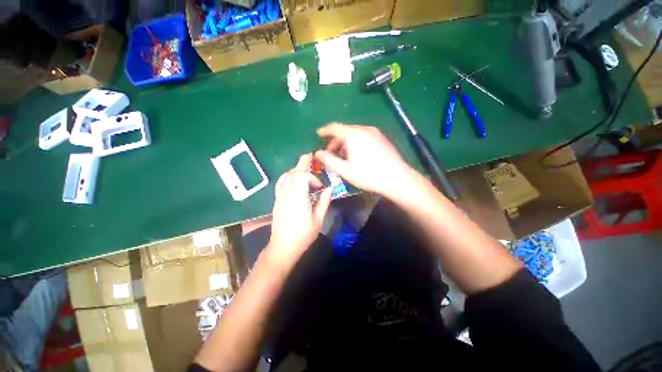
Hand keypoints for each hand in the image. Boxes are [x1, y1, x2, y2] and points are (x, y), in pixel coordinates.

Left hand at [267, 154, 332, 266]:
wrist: (282, 247)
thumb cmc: (303, 236)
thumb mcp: (318, 220)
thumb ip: (324, 202)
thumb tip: (330, 188)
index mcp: (299, 198)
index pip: (302, 176)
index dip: (313, 177)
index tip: (320, 187)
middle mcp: (287, 194)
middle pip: (294, 172)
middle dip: (305, 166)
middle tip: (314, 167)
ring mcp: (280, 196)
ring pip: (287, 175)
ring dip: (297, 172)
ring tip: (306, 177)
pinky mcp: (276, 200)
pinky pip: (281, 182)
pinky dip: (289, 177)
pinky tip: (295, 183)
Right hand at [314, 123, 414, 197]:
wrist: (397, 178)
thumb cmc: (368, 175)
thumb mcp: (345, 170)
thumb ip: (329, 160)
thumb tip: (317, 153)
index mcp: (353, 134)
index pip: (334, 127)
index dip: (324, 131)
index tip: (318, 134)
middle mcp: (364, 129)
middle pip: (344, 131)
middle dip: (335, 141)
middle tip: (330, 153)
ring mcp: (375, 133)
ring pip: (354, 134)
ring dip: (345, 143)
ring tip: (342, 156)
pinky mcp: (382, 138)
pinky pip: (363, 137)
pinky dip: (355, 143)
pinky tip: (355, 155)